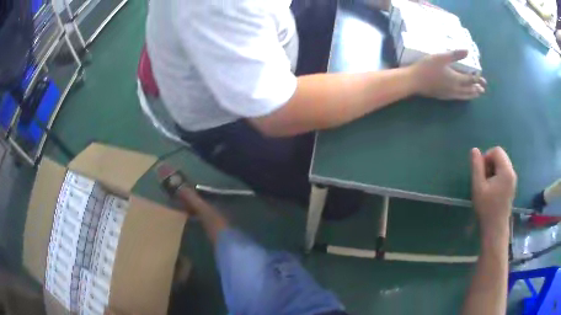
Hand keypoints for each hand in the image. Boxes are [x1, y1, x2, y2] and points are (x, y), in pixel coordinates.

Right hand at [409, 50, 486, 99]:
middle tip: (483, 89)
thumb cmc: (427, 67)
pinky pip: (457, 98)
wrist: (414, 81)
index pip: (470, 79)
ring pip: (464, 96)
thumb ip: (455, 55)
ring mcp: (449, 94)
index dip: (477, 77)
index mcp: (456, 79)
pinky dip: (463, 97)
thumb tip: (467, 51)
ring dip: (471, 95)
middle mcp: (455, 89)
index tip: (481, 76)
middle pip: (469, 90)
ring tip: (476, 95)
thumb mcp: (441, 57)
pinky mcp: (443, 96)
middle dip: (476, 89)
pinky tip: (462, 96)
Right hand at [470, 147, 516, 233]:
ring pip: (502, 164)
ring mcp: (513, 180)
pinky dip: (497, 176)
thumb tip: (474, 150)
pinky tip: (492, 189)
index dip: (486, 156)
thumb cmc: (486, 208)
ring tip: (487, 185)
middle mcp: (512, 172)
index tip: (481, 172)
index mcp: (506, 171)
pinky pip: (504, 172)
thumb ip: (477, 166)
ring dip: (493, 170)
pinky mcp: (512, 186)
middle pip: (500, 156)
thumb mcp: (478, 186)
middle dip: (490, 163)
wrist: (495, 228)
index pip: (496, 151)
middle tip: (483, 179)